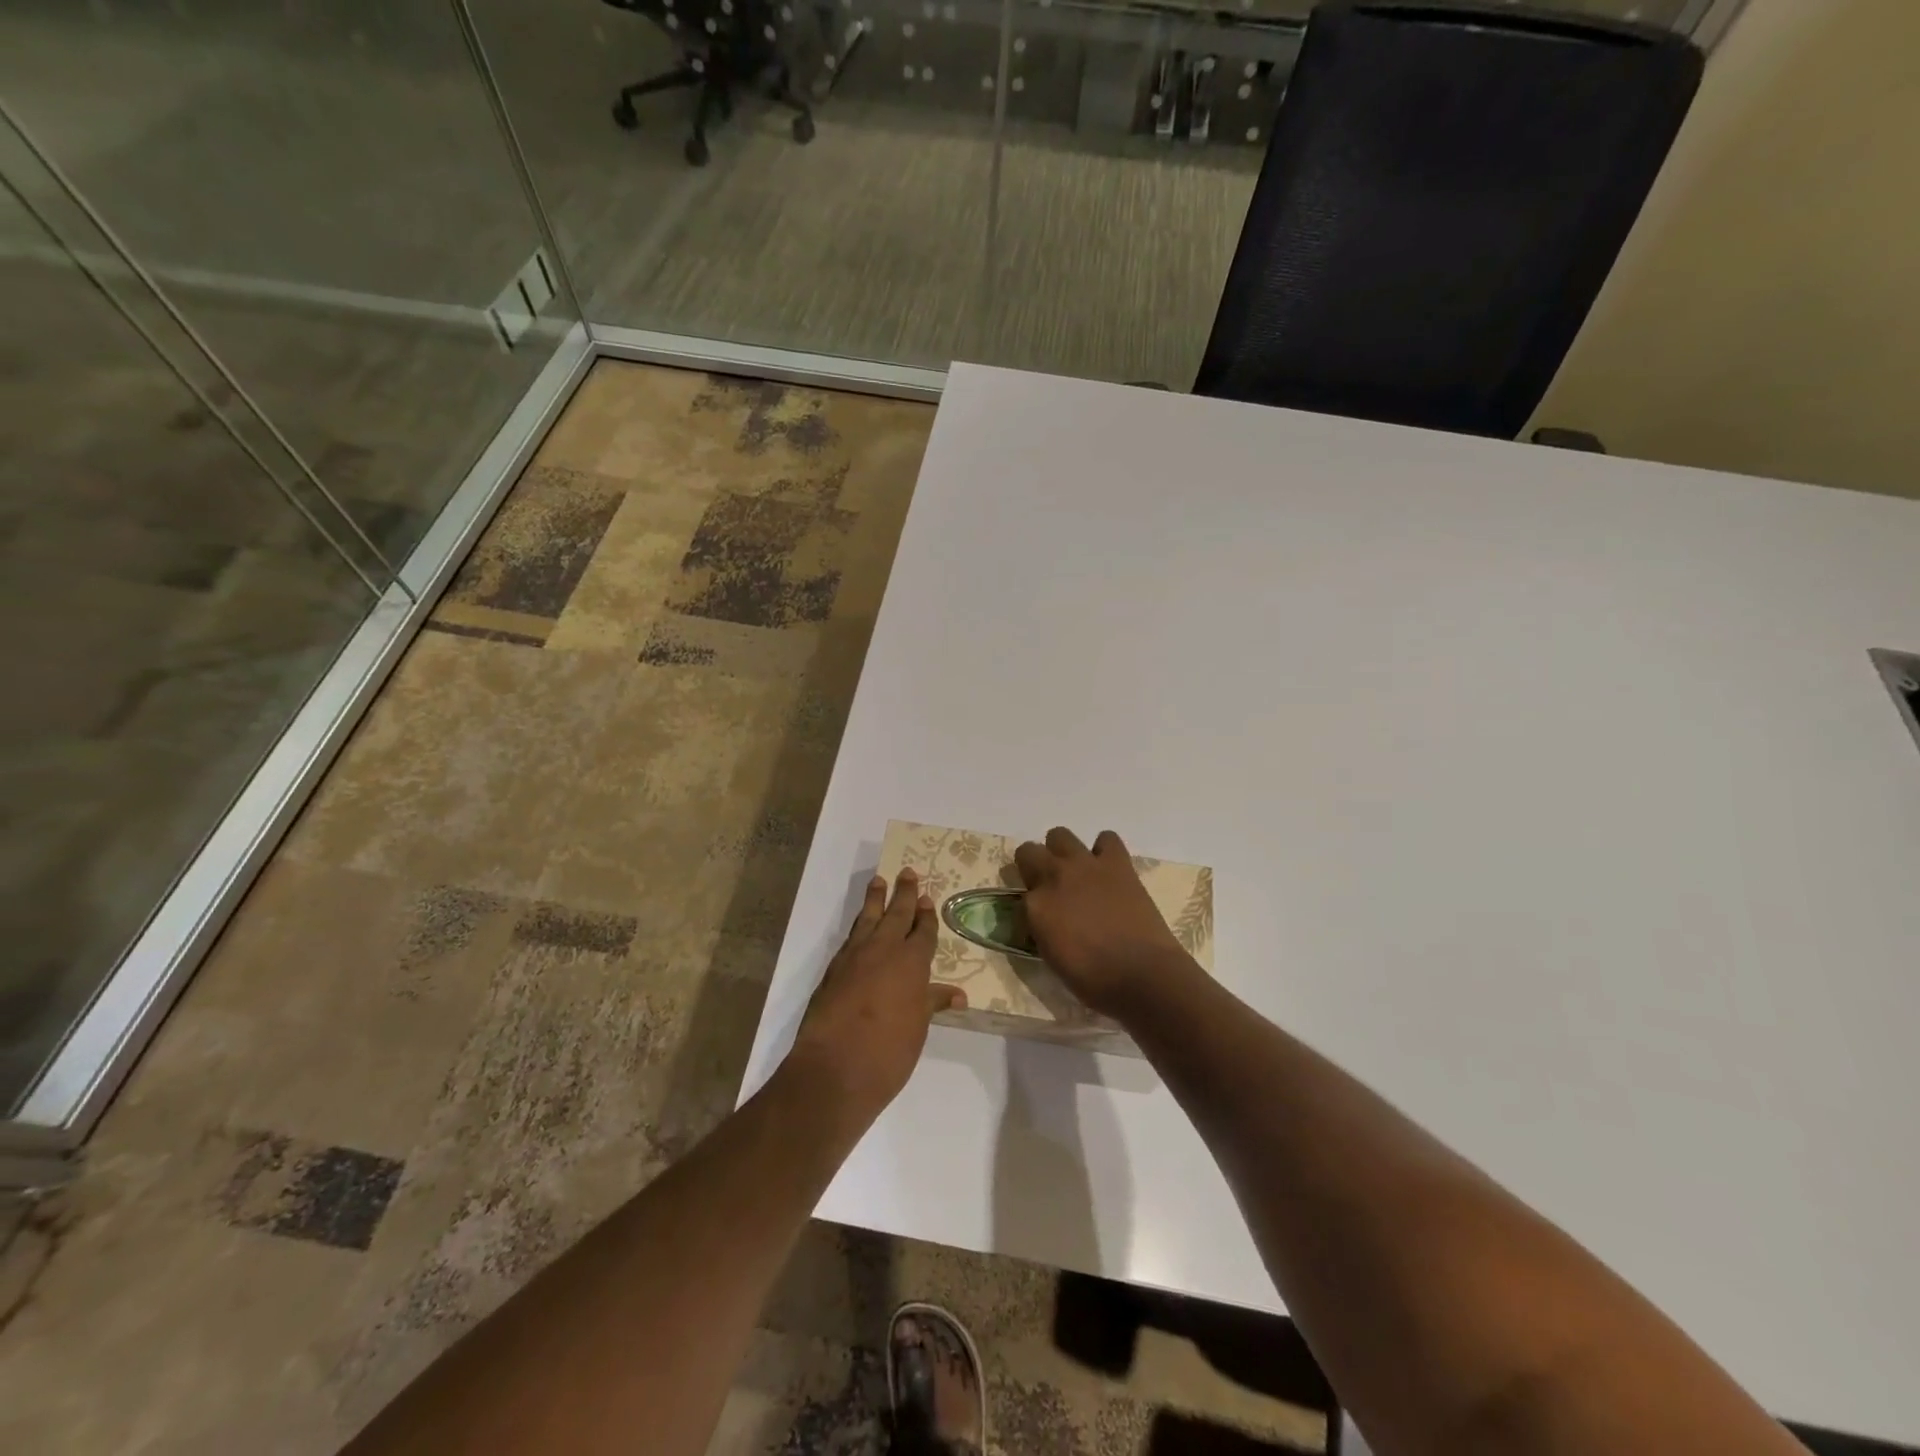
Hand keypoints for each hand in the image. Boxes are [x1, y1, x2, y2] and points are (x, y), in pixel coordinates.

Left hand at [788, 868, 965, 1123]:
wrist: (834, 1068)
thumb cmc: (888, 1051)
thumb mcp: (918, 1027)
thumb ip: (932, 1003)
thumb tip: (957, 994)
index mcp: (911, 962)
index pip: (922, 931)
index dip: (926, 915)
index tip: (927, 898)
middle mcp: (884, 950)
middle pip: (896, 914)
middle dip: (904, 893)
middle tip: (907, 872)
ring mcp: (854, 957)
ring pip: (868, 918)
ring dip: (875, 899)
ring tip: (879, 880)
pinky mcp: (833, 970)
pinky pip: (851, 937)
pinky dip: (859, 926)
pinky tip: (860, 926)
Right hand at [1014, 828, 1196, 1019]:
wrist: (1143, 975)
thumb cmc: (1094, 980)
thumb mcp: (1052, 958)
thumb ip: (1041, 930)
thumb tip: (1043, 920)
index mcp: (1035, 906)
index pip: (1018, 896)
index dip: (1027, 907)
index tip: (1037, 920)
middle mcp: (1054, 877)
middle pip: (1028, 852)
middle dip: (1033, 867)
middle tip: (1048, 888)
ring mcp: (1086, 865)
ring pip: (1059, 835)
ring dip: (1062, 851)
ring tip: (1075, 872)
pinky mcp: (1117, 863)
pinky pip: (1106, 839)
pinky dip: (1104, 850)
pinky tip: (1106, 869)